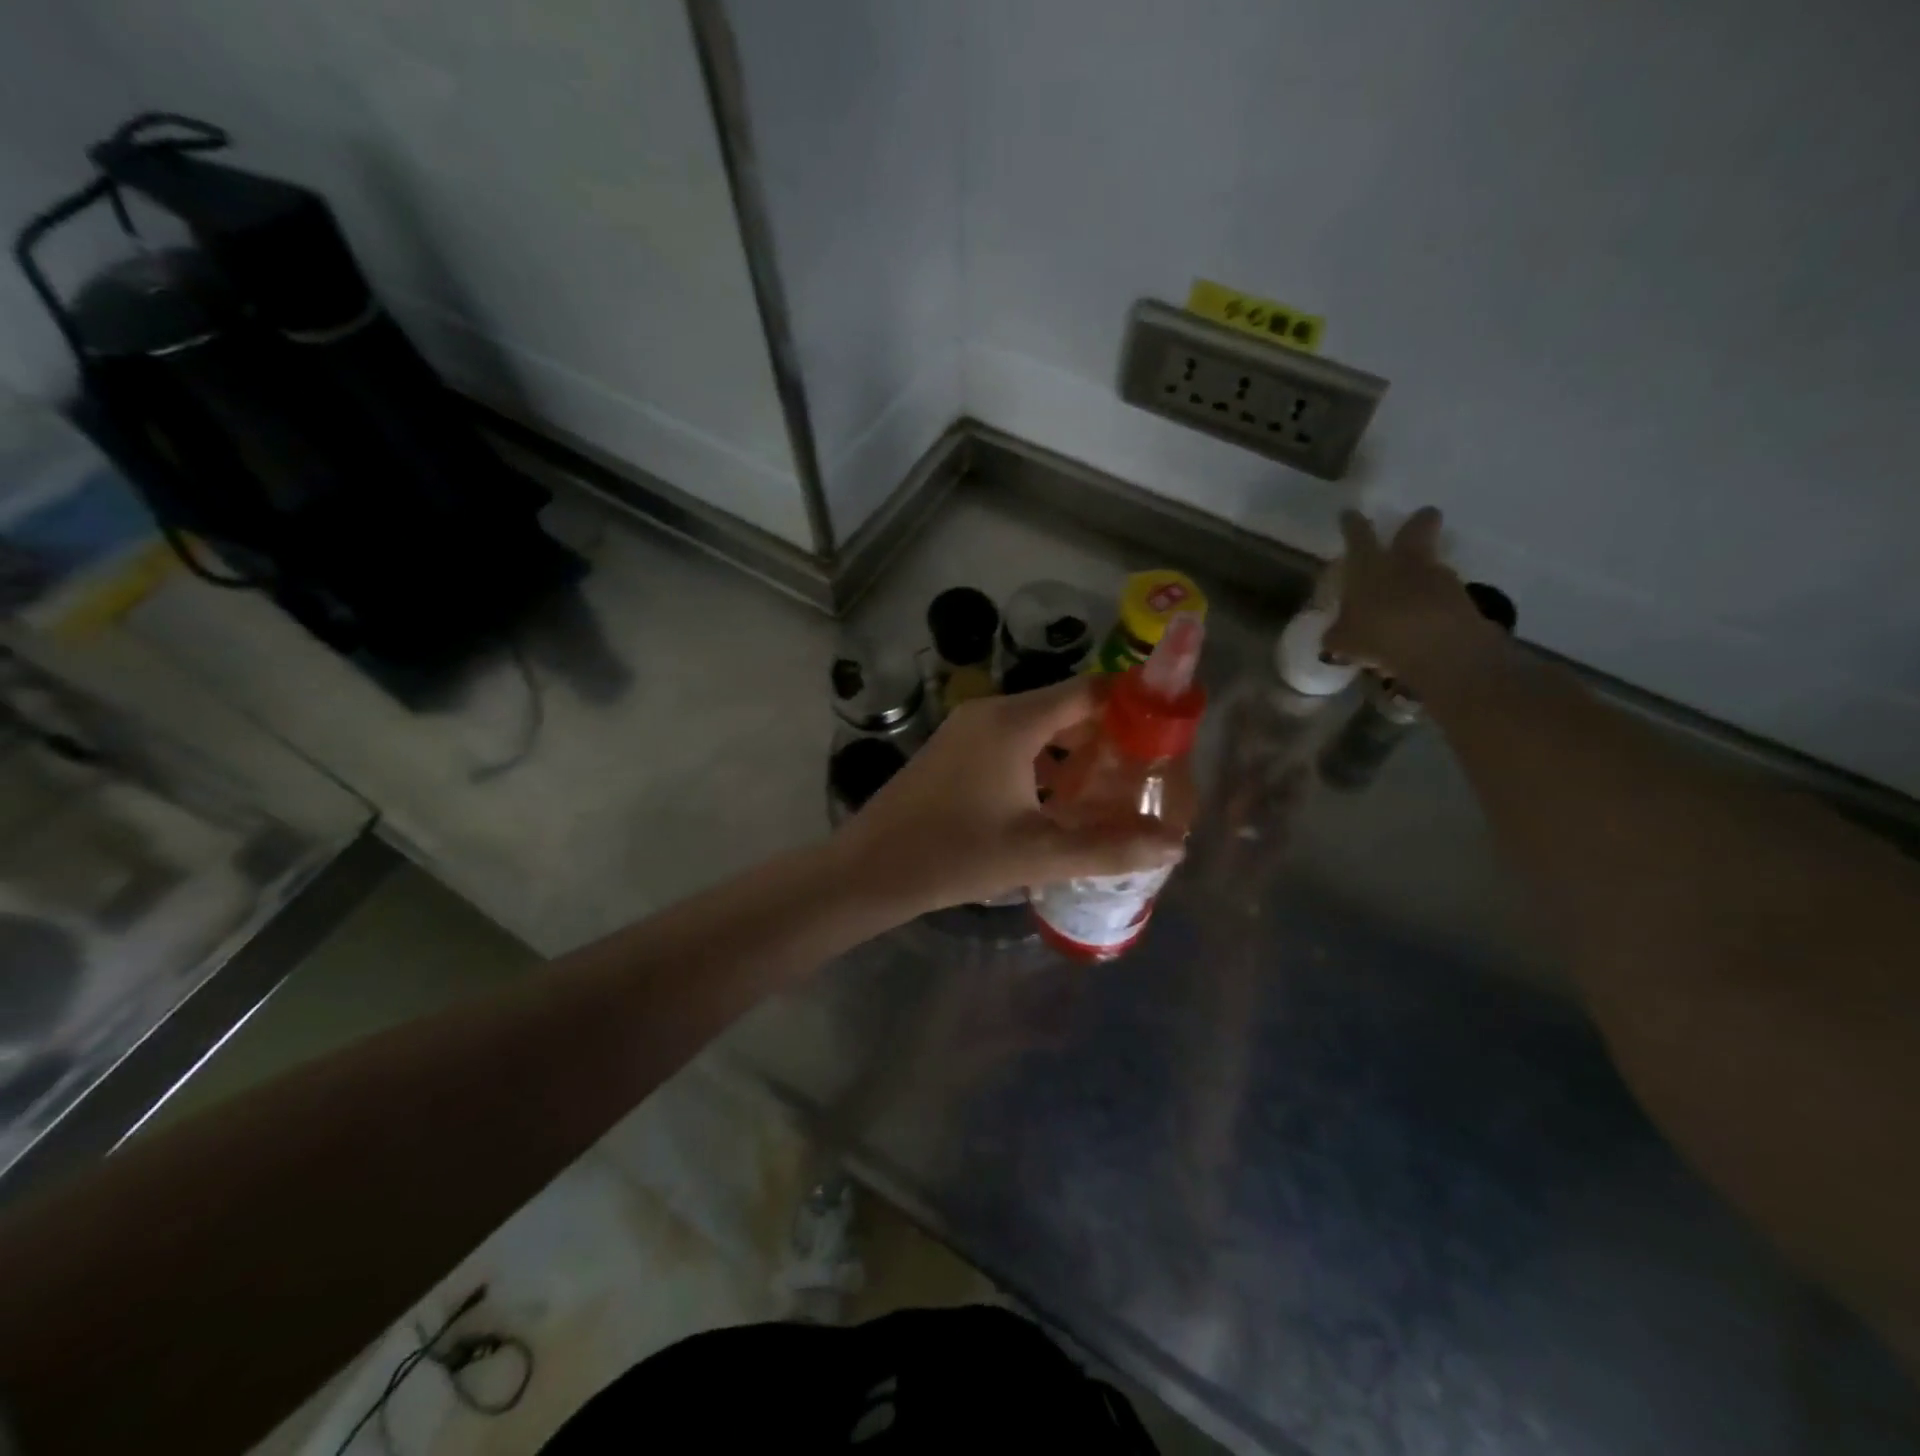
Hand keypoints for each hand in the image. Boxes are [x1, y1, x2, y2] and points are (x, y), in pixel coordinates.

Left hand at [833, 677, 1186, 916]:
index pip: (1089, 691)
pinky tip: (1057, 804)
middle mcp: (991, 712)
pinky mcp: (953, 751)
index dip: (1131, 708)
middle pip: (1066, 708)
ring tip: (1107, 794)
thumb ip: (1109, 848)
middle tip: (1141, 776)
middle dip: (1106, 739)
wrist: (869, 870)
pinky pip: (1012, 743)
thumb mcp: (1038, 854)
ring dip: (1073, 755)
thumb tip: (1176, 843)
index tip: (1164, 739)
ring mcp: (967, 730)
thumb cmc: (954, 855)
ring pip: (1038, 728)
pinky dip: (1041, 764)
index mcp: (1013, 721)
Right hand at [1323, 507, 1504, 692]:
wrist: (1440, 648)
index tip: (1349, 515)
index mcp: (1369, 566)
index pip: (1358, 535)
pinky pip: (1443, 594)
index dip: (1352, 524)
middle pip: (1418, 526)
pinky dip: (1434, 603)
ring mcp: (1438, 577)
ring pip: (1432, 563)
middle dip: (1419, 521)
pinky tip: (1424, 622)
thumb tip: (1334, 636)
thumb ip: (1338, 634)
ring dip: (1424, 571)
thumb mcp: (1344, 641)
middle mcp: (1405, 562)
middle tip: (1420, 518)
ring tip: (1411, 595)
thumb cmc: (1379, 634)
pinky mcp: (1462, 598)